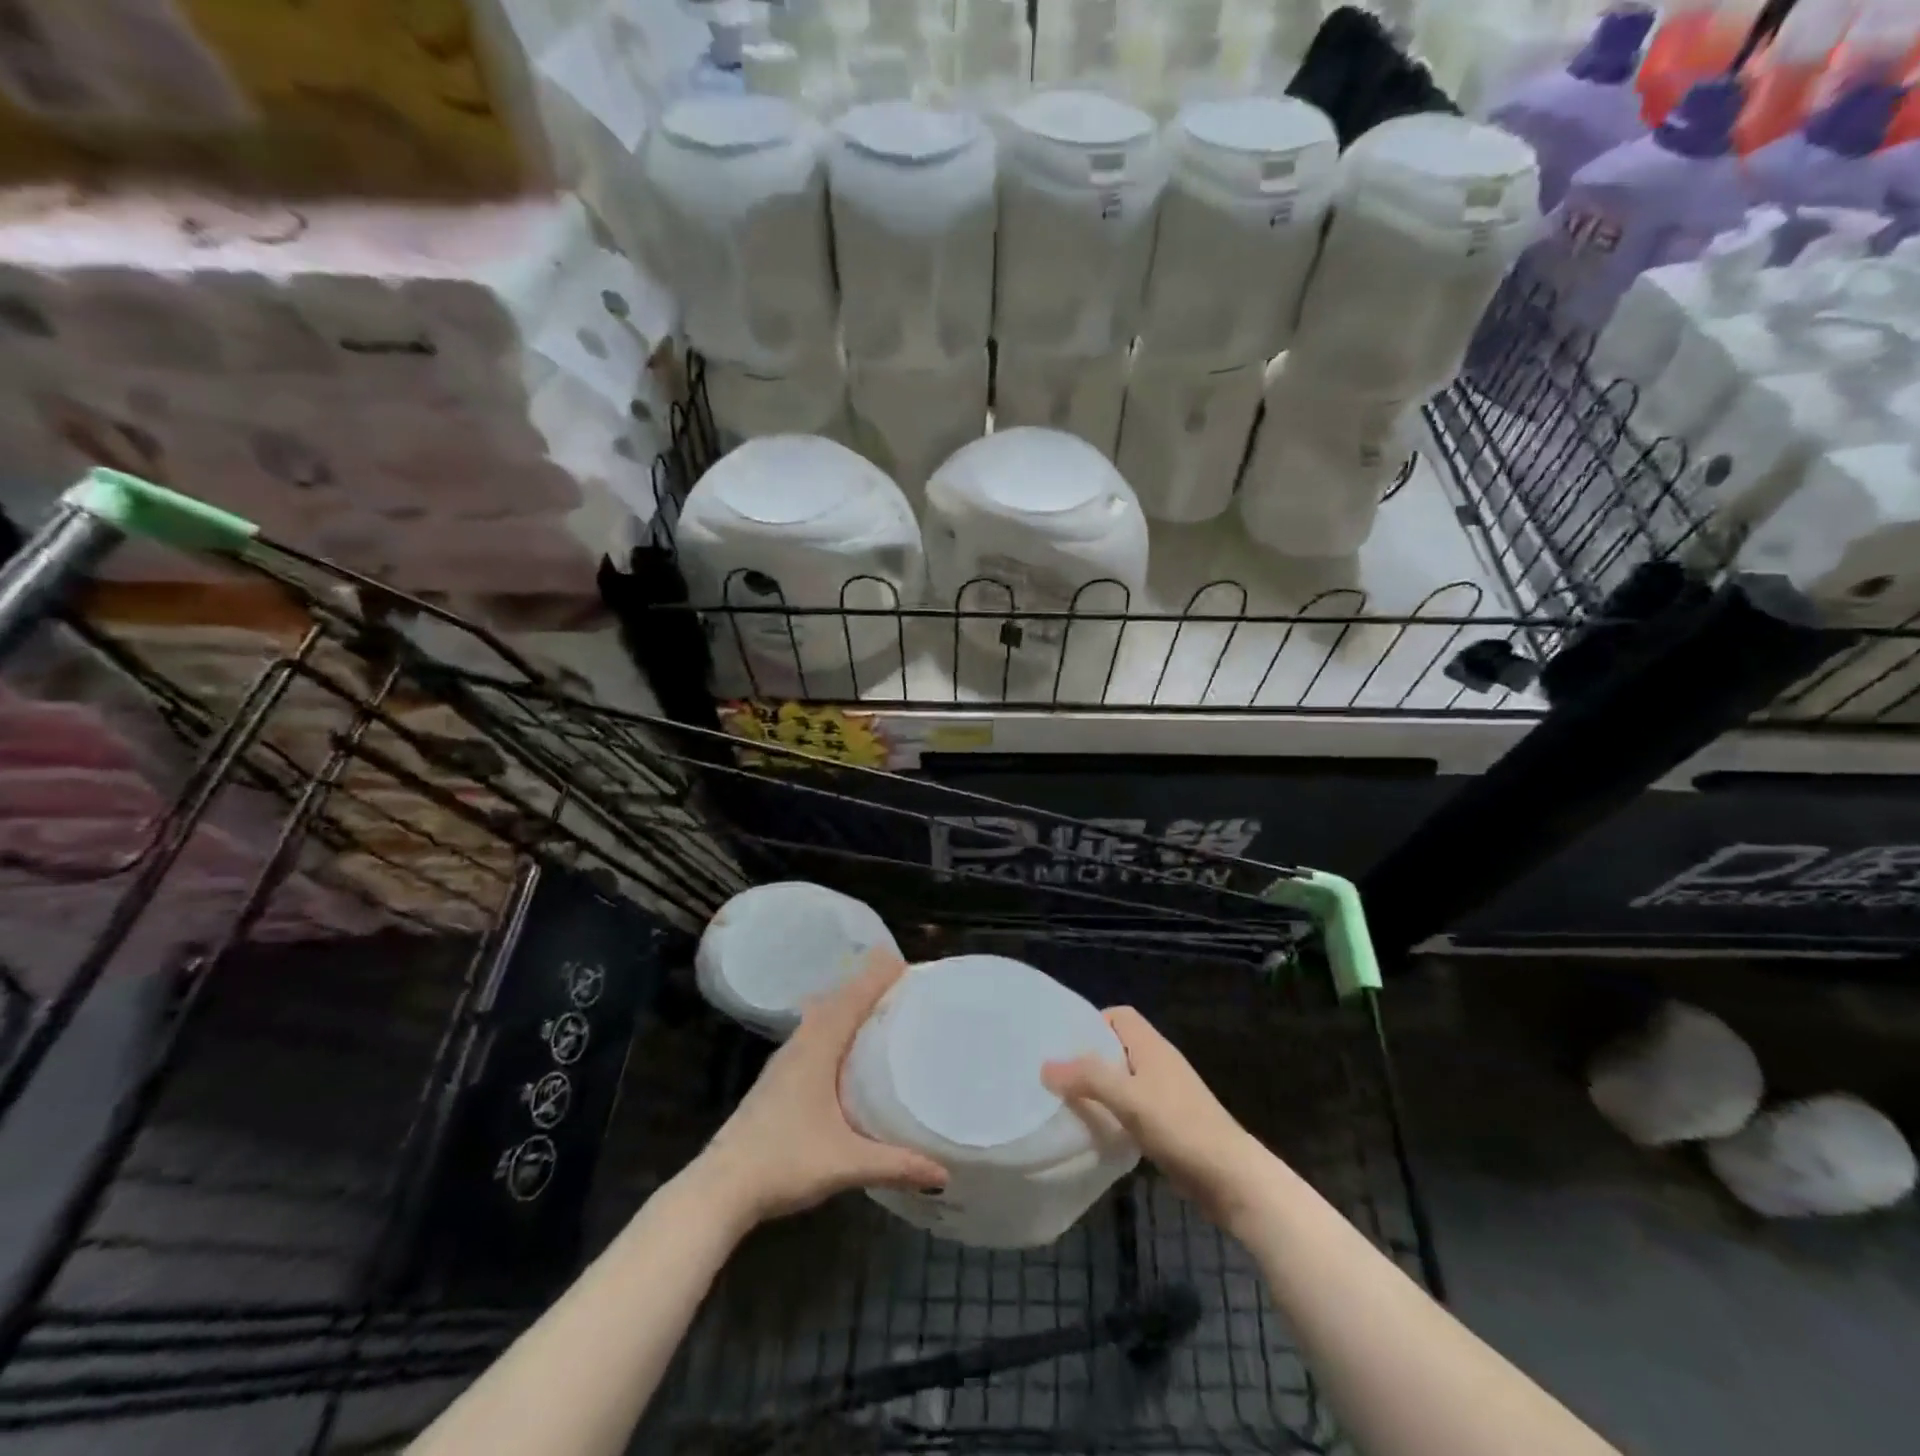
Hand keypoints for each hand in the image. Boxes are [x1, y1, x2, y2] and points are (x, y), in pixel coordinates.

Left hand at [693, 951, 948, 1229]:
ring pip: (821, 1017)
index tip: (905, 963)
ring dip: (847, 1004)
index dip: (876, 977)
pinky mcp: (777, 1080)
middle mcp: (800, 1045)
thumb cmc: (784, 1162)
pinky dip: (834, 1025)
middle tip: (900, 982)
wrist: (720, 1189)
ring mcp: (784, 1062)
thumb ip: (896, 1164)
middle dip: (866, 986)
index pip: (852, 999)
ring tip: (878, 1006)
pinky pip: (813, 1035)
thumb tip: (943, 1172)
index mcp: (817, 1048)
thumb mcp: (846, 1162)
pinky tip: (845, 1047)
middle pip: (836, 1001)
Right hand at [1042, 1006, 1270, 1228]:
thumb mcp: (1127, 1098)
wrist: (1231, 1177)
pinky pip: (1133, 1105)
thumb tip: (1045, 1066)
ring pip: (1125, 1078)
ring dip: (1101, 1087)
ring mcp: (1167, 1093)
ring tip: (1070, 1103)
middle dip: (1089, 1057)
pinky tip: (1100, 1130)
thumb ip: (1087, 1078)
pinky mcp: (1170, 1121)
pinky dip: (1115, 1111)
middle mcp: (1159, 1062)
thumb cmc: (1179, 1126)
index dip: (1092, 1023)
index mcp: (1151, 1045)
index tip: (1065, 1045)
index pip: (1118, 1015)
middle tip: (1058, 1076)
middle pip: (1118, 1046)